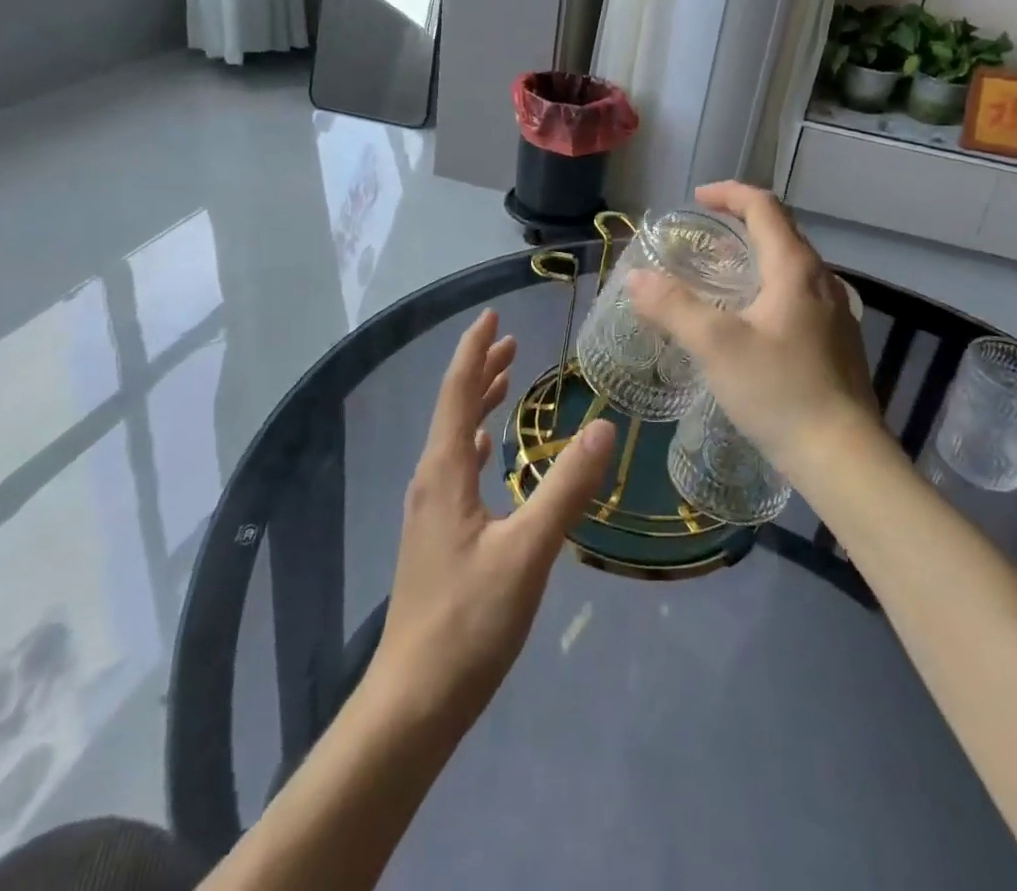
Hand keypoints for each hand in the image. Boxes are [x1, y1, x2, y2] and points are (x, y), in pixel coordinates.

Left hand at [368, 309, 615, 734]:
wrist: (413, 703)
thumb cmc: (468, 623)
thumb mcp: (527, 552)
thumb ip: (566, 489)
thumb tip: (603, 427)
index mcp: (444, 472)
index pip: (458, 392)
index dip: (475, 349)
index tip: (493, 314)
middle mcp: (431, 481)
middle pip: (454, 409)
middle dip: (480, 369)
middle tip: (510, 340)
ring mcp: (431, 510)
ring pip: (455, 437)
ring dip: (478, 403)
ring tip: (504, 379)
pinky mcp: (438, 536)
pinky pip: (458, 468)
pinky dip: (477, 441)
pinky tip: (488, 451)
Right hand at [629, 181, 880, 475]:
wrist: (844, 458)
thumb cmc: (780, 391)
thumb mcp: (716, 346)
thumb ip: (673, 307)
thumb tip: (637, 278)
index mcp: (796, 268)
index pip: (764, 207)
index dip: (729, 194)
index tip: (696, 199)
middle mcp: (821, 281)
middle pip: (781, 232)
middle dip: (741, 222)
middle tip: (703, 235)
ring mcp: (835, 313)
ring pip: (791, 266)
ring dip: (756, 256)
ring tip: (720, 277)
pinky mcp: (837, 342)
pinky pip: (798, 295)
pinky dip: (768, 287)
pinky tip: (749, 322)